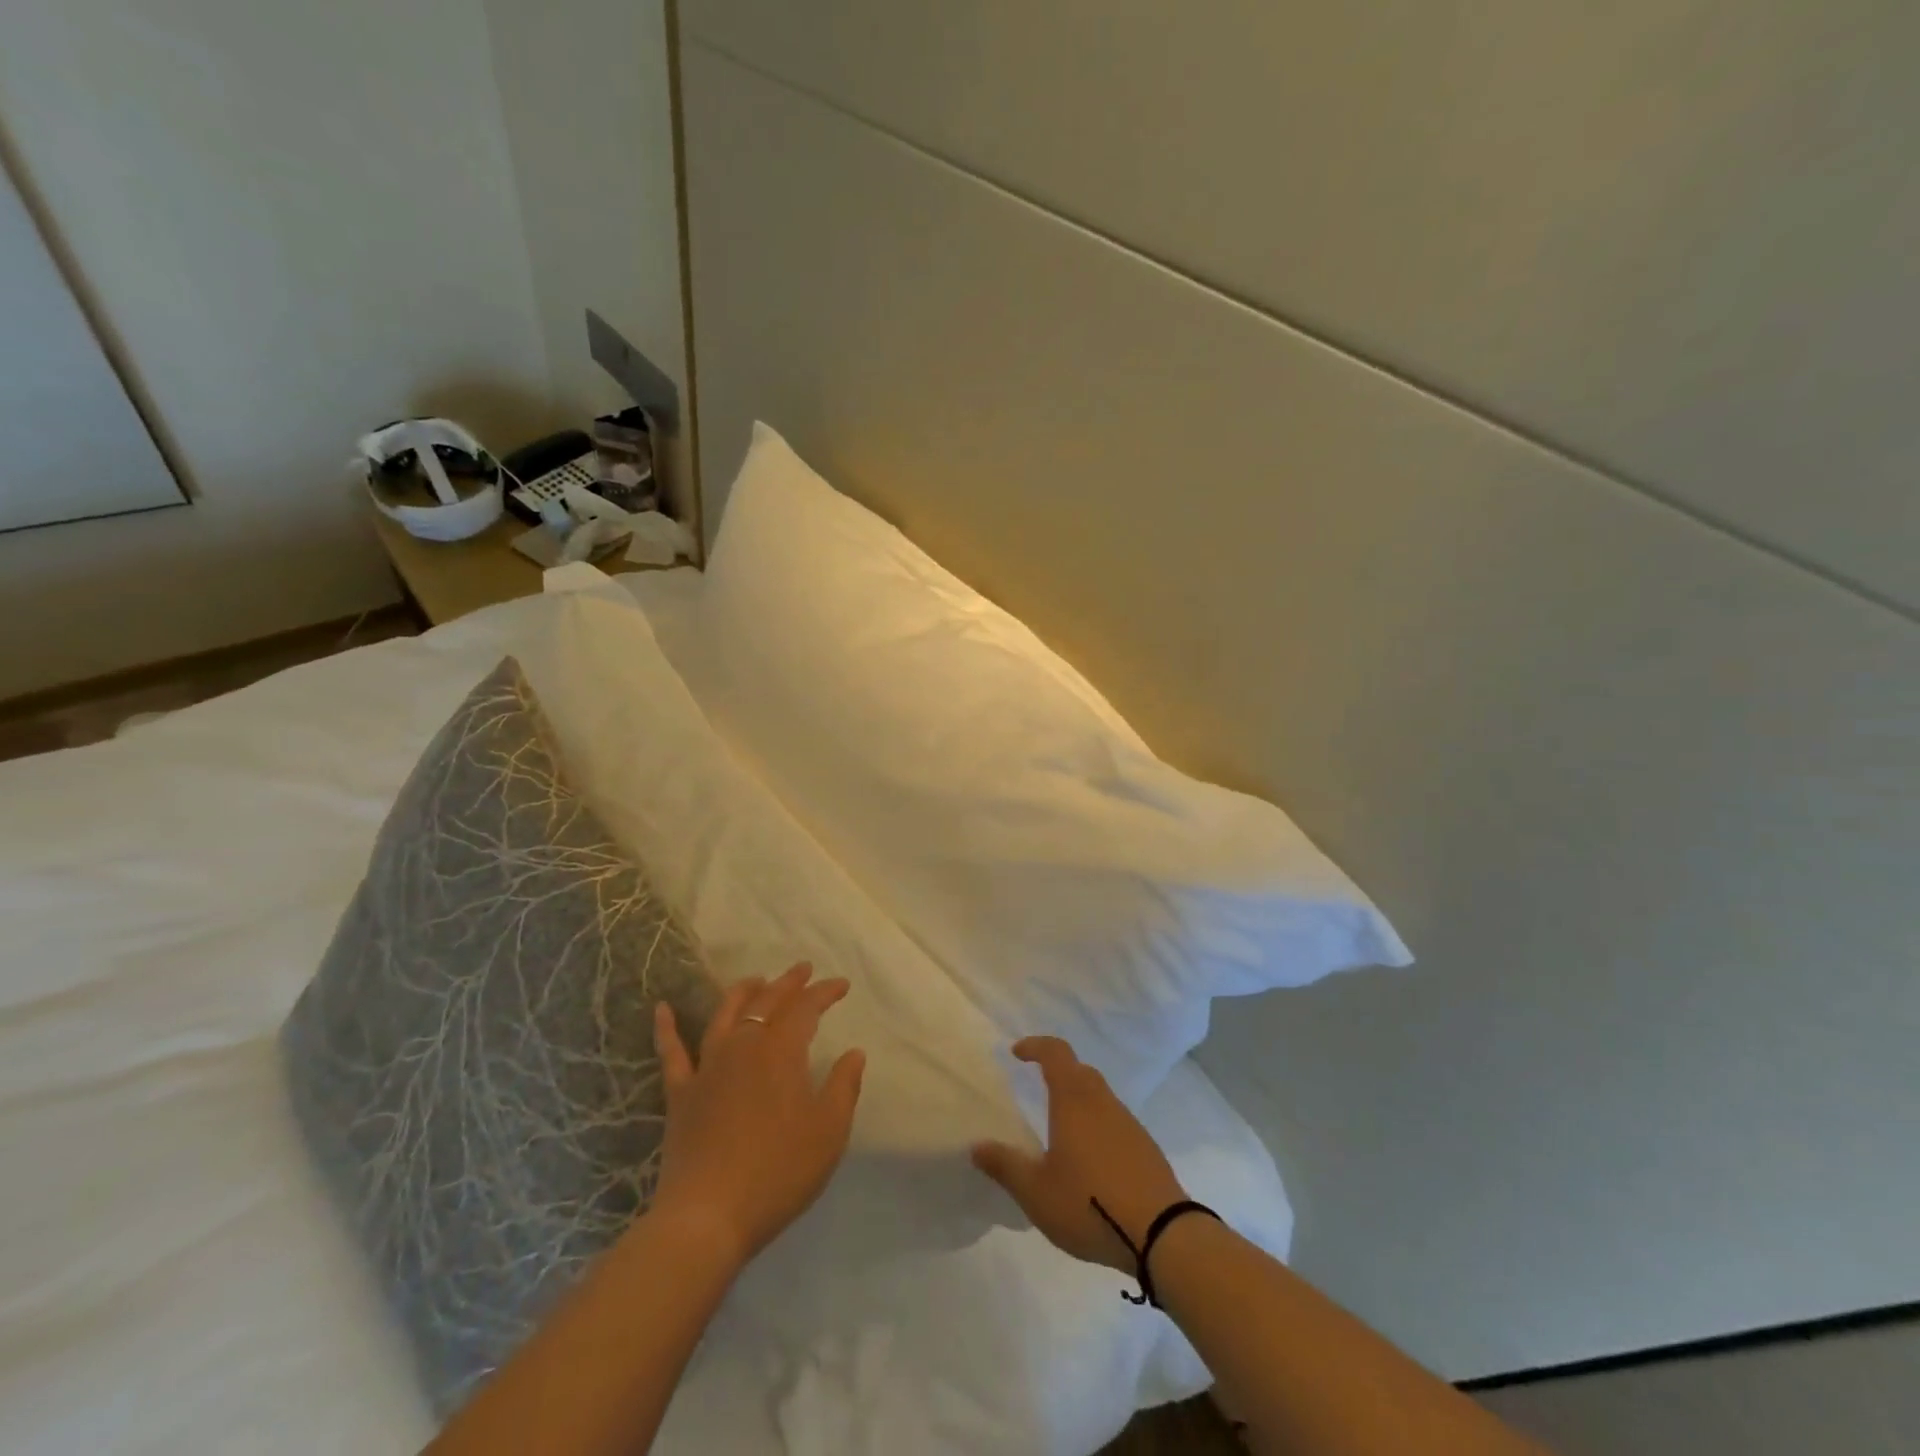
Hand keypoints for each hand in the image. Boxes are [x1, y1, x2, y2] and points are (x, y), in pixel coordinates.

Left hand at [651, 963, 866, 1267]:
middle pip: (767, 1002)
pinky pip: (671, 1052)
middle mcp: (744, 1046)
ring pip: (725, 1015)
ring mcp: (707, 1068)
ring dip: (743, 992)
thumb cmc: (779, 1172)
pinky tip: (662, 1008)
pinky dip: (666, 1028)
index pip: (806, 1008)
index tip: (842, 985)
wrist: (707, 1218)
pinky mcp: (681, 1094)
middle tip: (803, 969)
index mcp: (781, 1052)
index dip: (825, 992)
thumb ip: (843, 1087)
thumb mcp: (828, 1132)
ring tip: (755, 979)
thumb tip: (854, 1053)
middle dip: (789, 983)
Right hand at [971, 1036, 1187, 1271]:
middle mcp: (1102, 1102)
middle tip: (1037, 1087)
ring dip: (1078, 1099)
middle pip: (1080, 1071)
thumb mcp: (1036, 1192)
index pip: (1056, 1053)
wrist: (1162, 1233)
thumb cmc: (1090, 1205)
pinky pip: (1114, 1120)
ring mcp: (1128, 1123)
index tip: (1017, 1053)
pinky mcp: (1145, 1147)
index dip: (1036, 1046)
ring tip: (1060, 1129)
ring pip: (1099, 1096)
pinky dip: (1097, 1124)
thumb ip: (1005, 1166)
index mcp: (1074, 1101)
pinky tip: (1090, 1159)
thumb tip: (976, 1146)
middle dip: (1057, 1071)